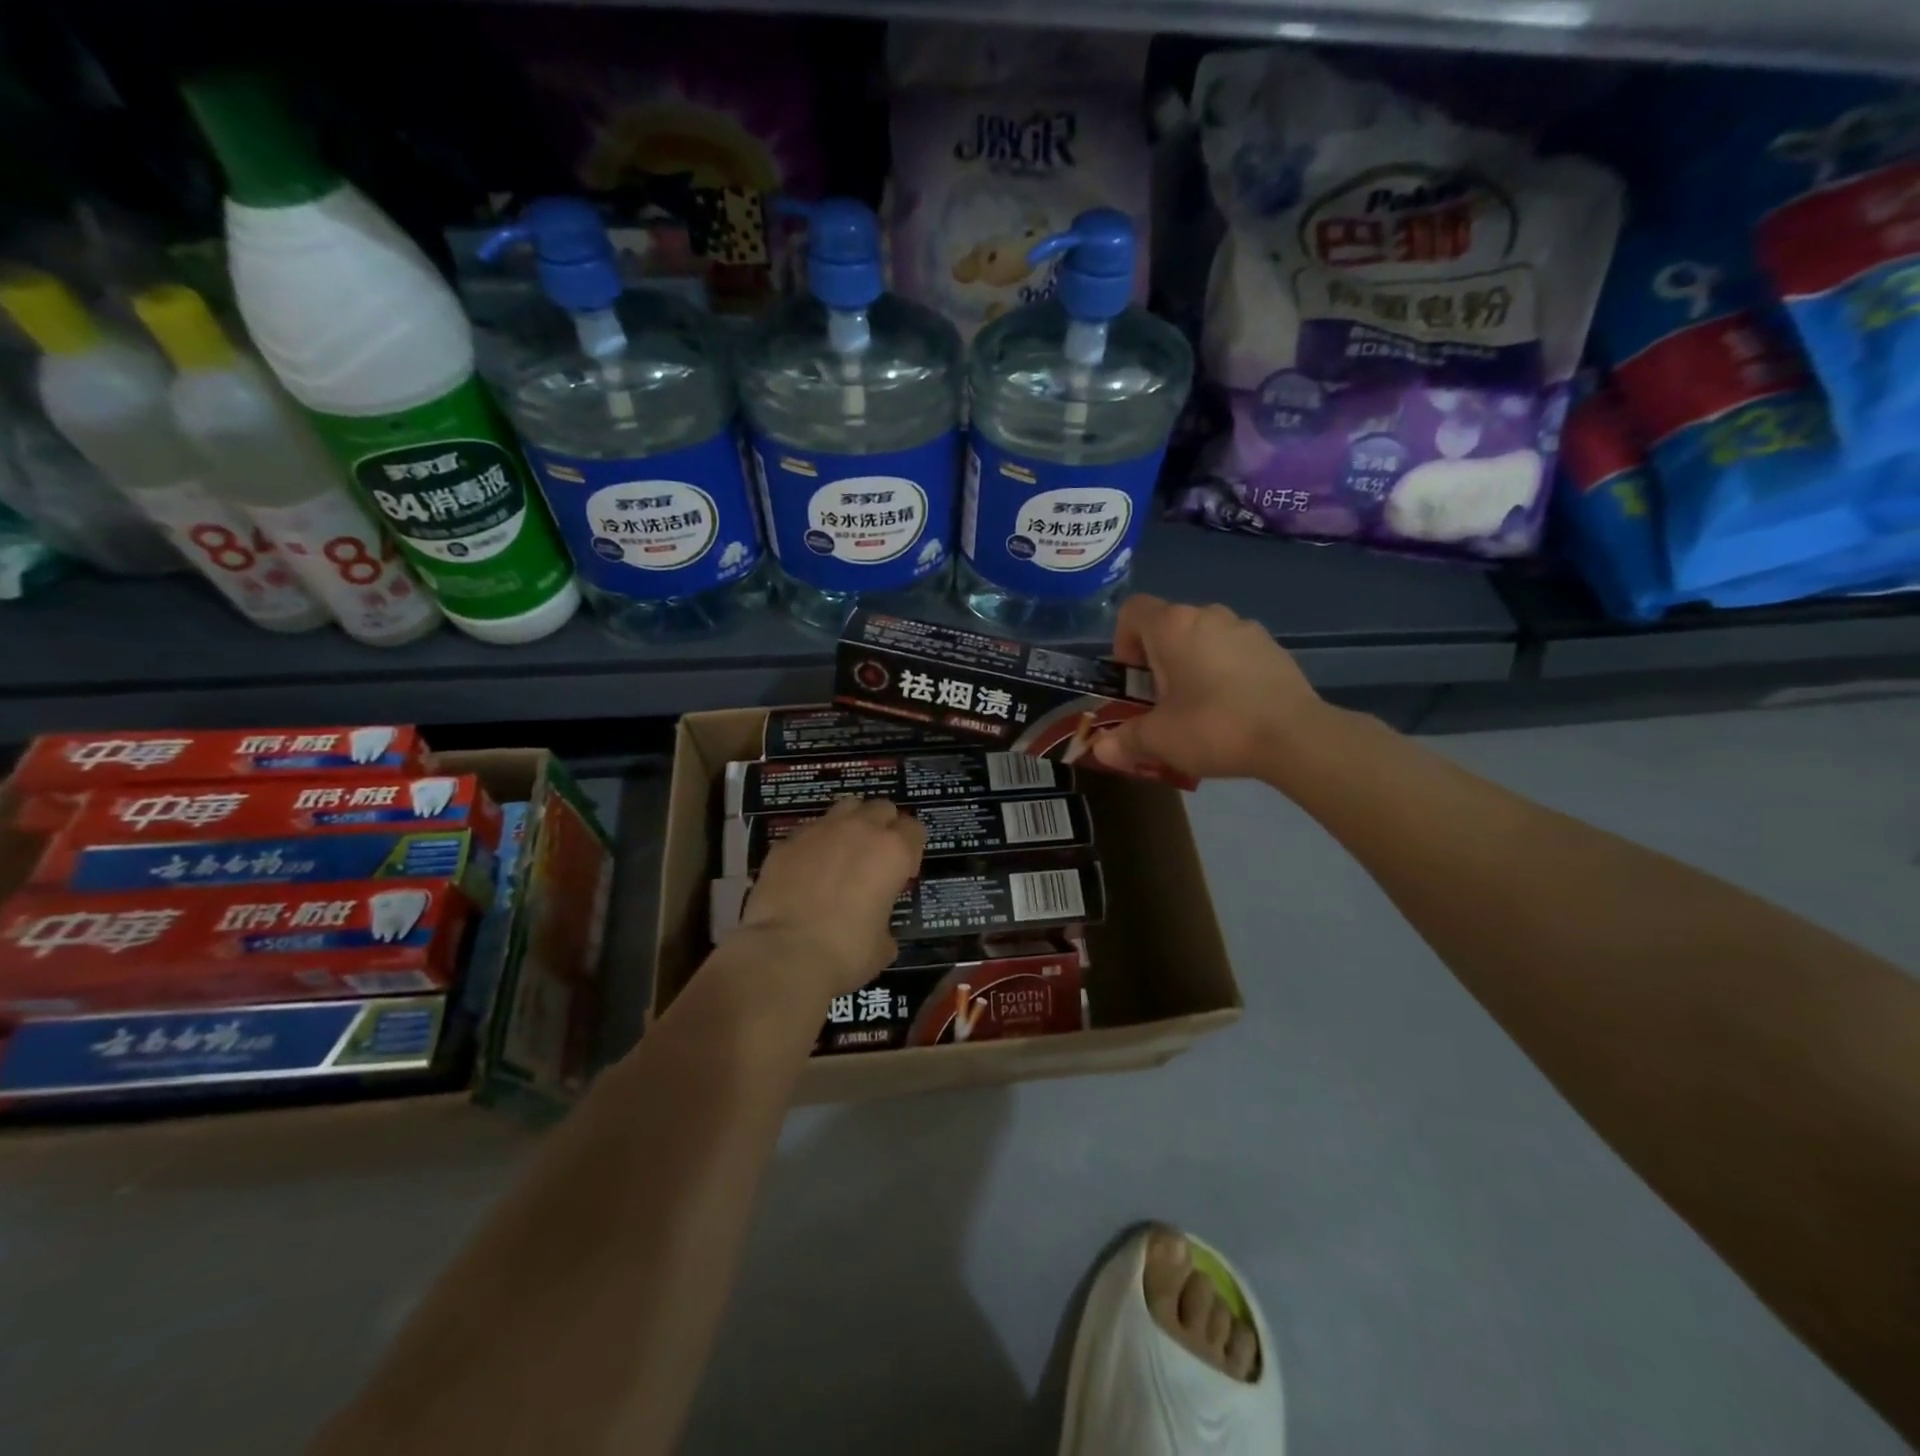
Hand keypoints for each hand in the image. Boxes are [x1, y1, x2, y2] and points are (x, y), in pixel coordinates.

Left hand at [736, 797, 925, 996]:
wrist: (784, 953)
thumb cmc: (846, 952)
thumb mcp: (883, 946)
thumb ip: (885, 923)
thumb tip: (878, 929)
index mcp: (893, 852)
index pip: (914, 829)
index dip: (911, 849)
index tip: (903, 872)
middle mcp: (860, 830)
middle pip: (882, 808)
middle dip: (884, 826)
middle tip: (875, 857)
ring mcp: (820, 830)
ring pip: (846, 807)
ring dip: (851, 823)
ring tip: (843, 852)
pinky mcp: (787, 841)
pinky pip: (809, 830)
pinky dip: (815, 843)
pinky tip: (808, 869)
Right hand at [1093, 595, 1322, 781]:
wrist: (1295, 736)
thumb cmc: (1213, 727)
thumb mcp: (1159, 740)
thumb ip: (1124, 740)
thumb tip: (1100, 750)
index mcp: (1172, 626)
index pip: (1131, 612)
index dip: (1122, 642)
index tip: (1133, 680)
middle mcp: (1207, 614)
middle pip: (1168, 627)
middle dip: (1158, 661)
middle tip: (1162, 703)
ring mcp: (1245, 627)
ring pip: (1203, 639)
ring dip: (1192, 665)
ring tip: (1200, 709)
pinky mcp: (1273, 647)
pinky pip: (1233, 652)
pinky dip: (1224, 672)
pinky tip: (1234, 709)